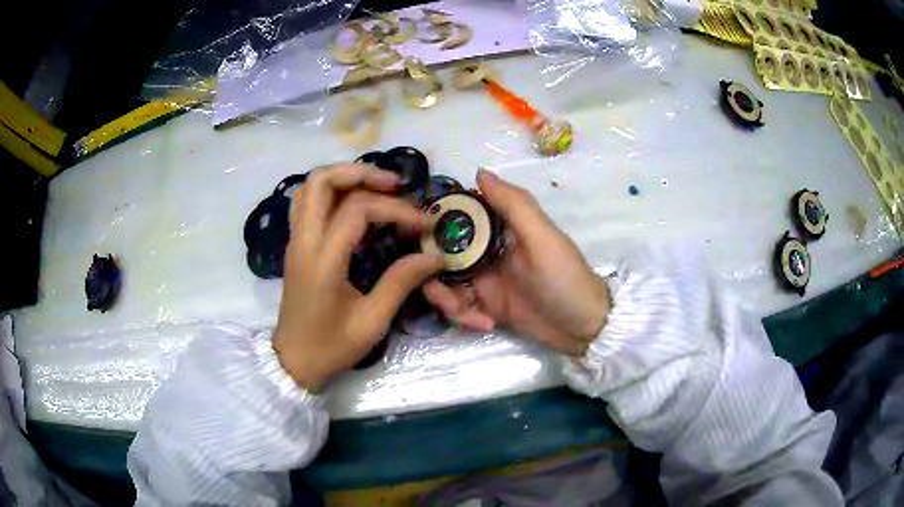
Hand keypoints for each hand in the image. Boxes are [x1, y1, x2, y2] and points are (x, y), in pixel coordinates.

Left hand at [274, 164, 443, 389]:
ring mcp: (295, 240)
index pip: (357, 210)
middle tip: (394, 185)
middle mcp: (303, 242)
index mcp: (323, 261)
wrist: (293, 361)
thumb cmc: (331, 347)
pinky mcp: (295, 245)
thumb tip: (434, 256)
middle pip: (321, 181)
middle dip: (361, 173)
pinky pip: (306, 202)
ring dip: (344, 178)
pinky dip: (331, 192)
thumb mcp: (372, 322)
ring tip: (377, 189)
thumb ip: (401, 282)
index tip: (423, 225)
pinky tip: (355, 205)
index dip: (395, 210)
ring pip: (310, 187)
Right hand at [424, 170, 609, 356]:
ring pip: (445, 282)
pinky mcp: (486, 305)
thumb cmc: (564, 277)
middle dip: (433, 272)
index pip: (458, 215)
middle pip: (441, 252)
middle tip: (438, 290)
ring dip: (446, 299)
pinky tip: (485, 324)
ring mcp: (484, 279)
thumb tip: (479, 172)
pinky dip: (464, 316)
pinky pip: (459, 306)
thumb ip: (513, 204)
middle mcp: (486, 249)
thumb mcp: (542, 237)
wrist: (582, 327)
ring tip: (464, 314)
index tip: (414, 235)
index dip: (434, 221)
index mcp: (500, 227)